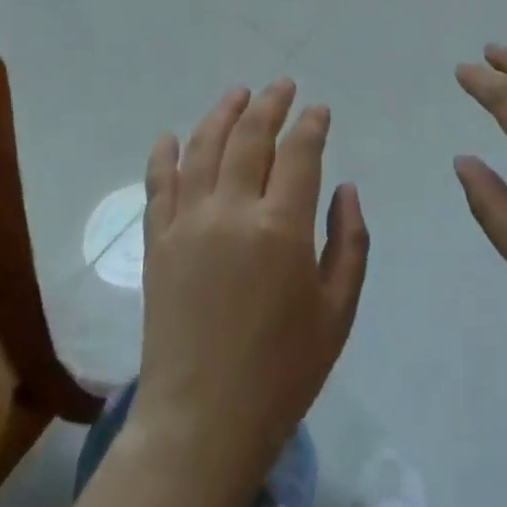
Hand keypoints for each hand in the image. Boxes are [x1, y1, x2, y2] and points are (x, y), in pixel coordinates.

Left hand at [131, 81, 368, 488]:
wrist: (203, 420)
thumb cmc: (283, 371)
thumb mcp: (337, 312)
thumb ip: (349, 242)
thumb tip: (346, 188)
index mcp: (282, 228)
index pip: (299, 153)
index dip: (311, 124)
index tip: (319, 110)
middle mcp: (232, 211)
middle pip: (250, 137)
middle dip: (270, 104)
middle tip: (282, 86)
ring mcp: (188, 223)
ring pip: (203, 148)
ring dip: (222, 114)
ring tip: (238, 94)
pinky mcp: (157, 242)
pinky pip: (158, 184)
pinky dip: (165, 154)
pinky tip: (171, 136)